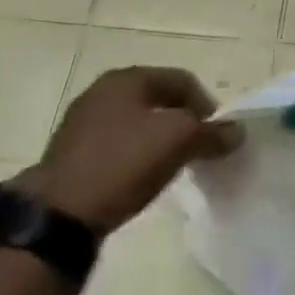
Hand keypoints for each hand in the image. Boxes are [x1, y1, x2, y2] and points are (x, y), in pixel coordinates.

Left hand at [15, 67, 239, 234]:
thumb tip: (237, 132)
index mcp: (126, 79)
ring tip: (174, 165)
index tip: (218, 134)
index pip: (181, 79)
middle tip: (199, 148)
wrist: (57, 215)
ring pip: (137, 122)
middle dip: (183, 120)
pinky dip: (136, 155)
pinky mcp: (72, 154)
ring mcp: (83, 123)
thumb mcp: (178, 142)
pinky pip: (117, 145)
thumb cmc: (122, 164)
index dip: (206, 103)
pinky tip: (142, 177)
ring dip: (160, 138)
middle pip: (158, 99)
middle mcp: (102, 92)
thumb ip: (211, 133)